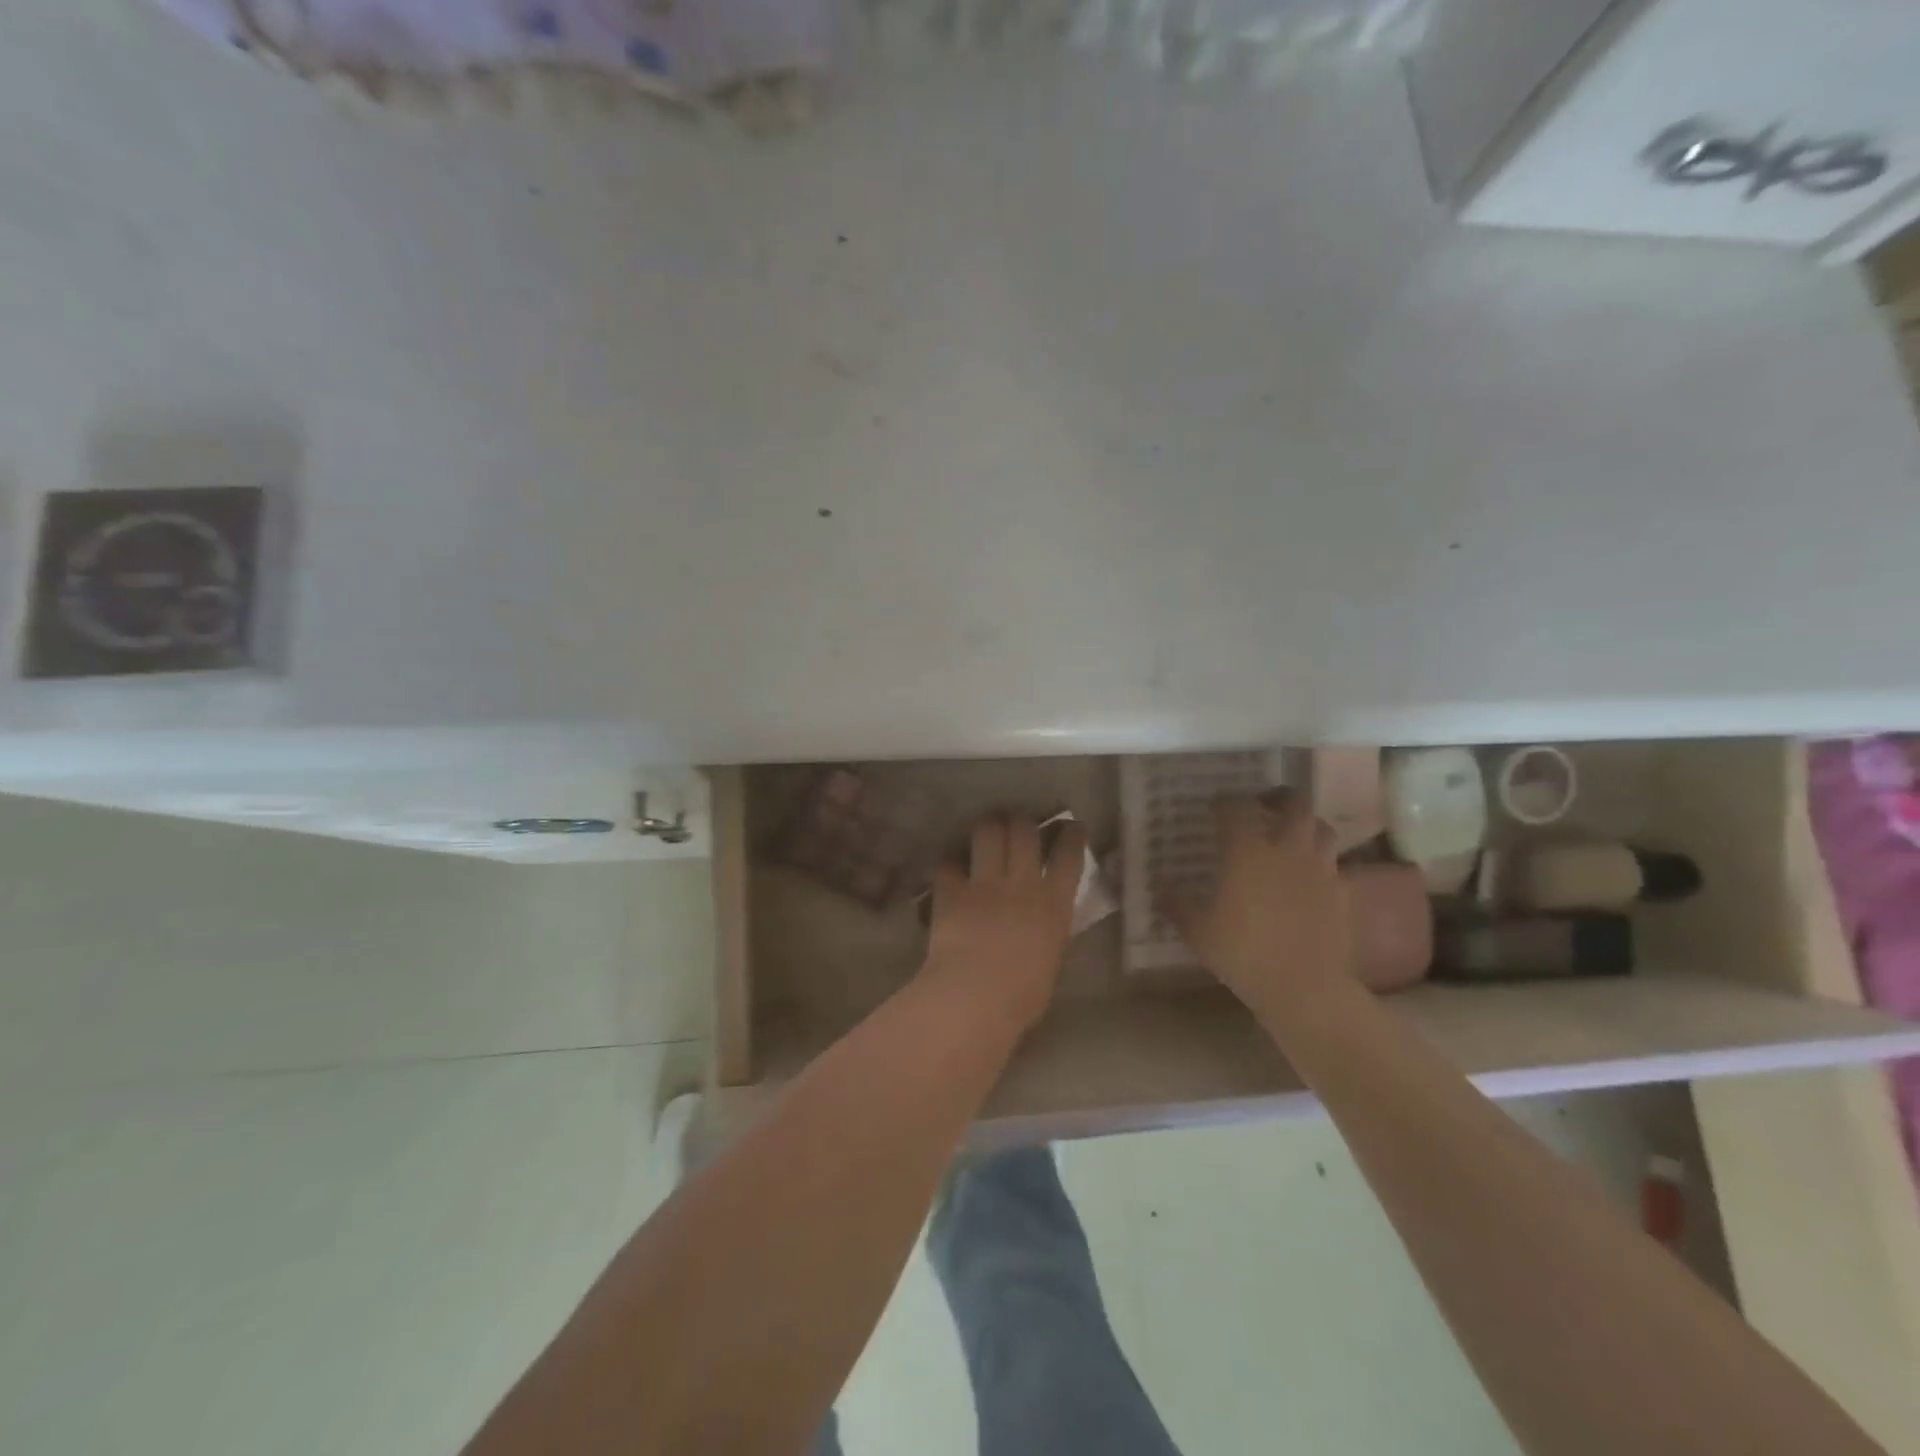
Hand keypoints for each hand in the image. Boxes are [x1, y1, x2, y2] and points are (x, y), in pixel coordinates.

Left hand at [923, 815, 1088, 1030]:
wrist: (976, 995)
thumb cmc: (1022, 995)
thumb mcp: (1050, 961)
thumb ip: (1048, 935)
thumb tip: (1043, 929)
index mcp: (1054, 904)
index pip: (1069, 856)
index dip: (1071, 835)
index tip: (1071, 826)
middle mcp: (1021, 883)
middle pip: (1025, 831)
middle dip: (1022, 822)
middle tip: (1018, 823)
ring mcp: (984, 883)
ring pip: (988, 832)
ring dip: (987, 827)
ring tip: (986, 830)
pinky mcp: (952, 890)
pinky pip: (948, 864)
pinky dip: (948, 865)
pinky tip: (948, 869)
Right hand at [1168, 790, 1350, 1019]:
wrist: (1304, 987)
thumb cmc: (1243, 953)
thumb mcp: (1197, 931)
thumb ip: (1176, 904)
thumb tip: (1160, 887)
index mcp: (1247, 850)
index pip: (1236, 807)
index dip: (1224, 801)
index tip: (1215, 806)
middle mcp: (1286, 849)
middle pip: (1294, 804)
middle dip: (1278, 797)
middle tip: (1263, 805)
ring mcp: (1319, 869)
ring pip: (1321, 828)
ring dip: (1305, 825)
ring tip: (1290, 835)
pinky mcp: (1342, 893)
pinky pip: (1335, 865)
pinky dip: (1321, 863)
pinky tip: (1309, 877)